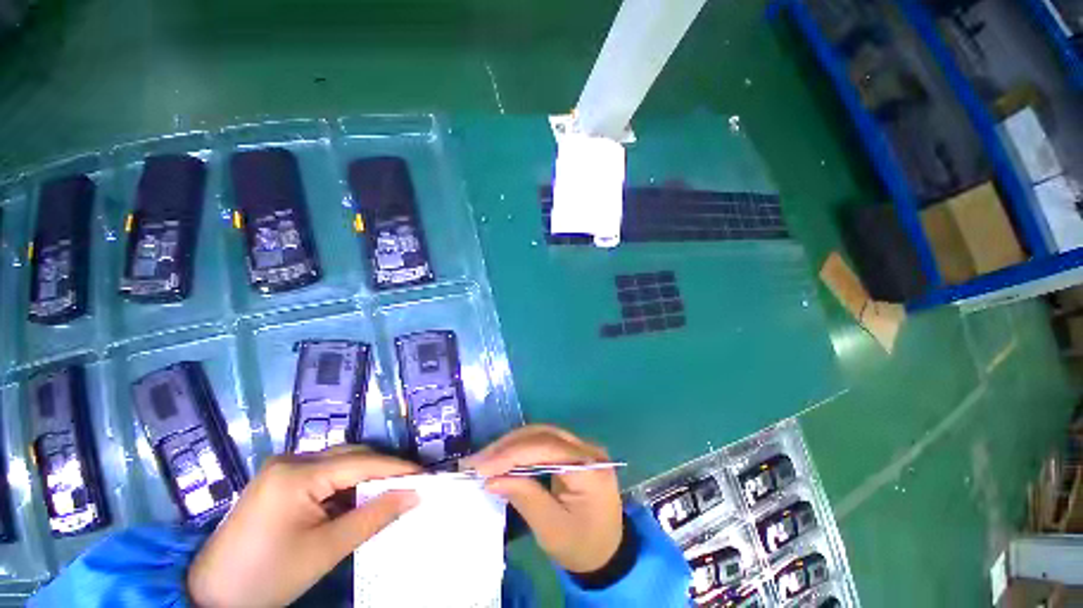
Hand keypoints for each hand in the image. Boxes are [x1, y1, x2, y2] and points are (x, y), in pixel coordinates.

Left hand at [187, 446, 419, 607]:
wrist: (210, 595)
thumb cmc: (267, 577)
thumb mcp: (326, 550)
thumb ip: (374, 517)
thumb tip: (414, 495)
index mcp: (297, 474)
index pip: (362, 462)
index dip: (397, 467)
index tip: (426, 475)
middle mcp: (290, 459)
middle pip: (351, 456)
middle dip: (382, 470)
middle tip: (409, 486)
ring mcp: (282, 468)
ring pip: (339, 462)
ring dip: (364, 477)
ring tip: (386, 495)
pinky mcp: (278, 479)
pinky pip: (323, 473)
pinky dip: (344, 485)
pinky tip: (354, 502)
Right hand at [464, 425, 622, 573]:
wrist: (608, 552)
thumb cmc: (581, 546)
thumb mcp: (551, 529)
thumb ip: (524, 497)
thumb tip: (491, 479)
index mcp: (589, 469)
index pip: (547, 448)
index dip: (512, 454)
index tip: (481, 466)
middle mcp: (588, 449)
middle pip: (543, 434)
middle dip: (508, 446)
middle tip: (477, 461)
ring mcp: (582, 447)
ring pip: (542, 434)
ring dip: (512, 445)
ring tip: (485, 459)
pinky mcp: (574, 451)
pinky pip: (545, 441)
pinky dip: (522, 448)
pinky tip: (504, 457)